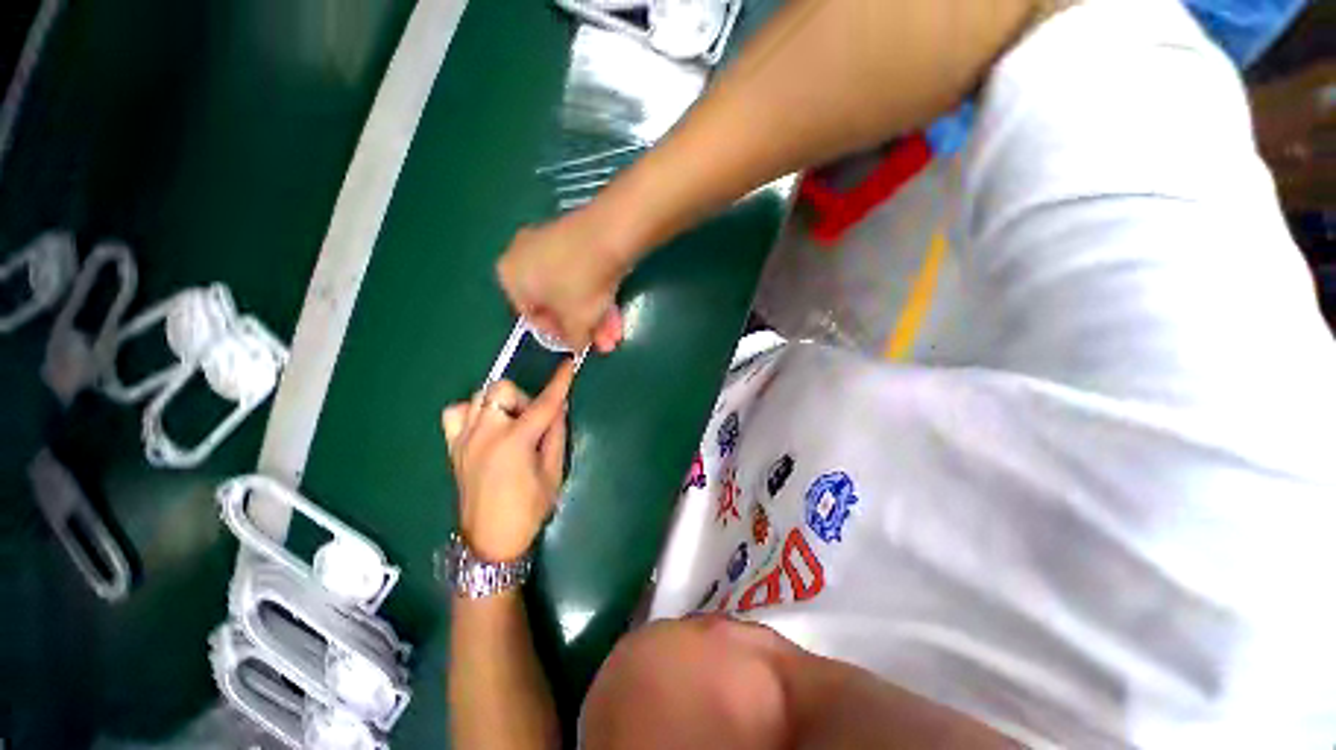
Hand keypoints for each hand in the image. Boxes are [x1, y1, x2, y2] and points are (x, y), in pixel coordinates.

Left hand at [441, 361, 574, 561]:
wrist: (490, 541)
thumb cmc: (529, 510)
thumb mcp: (554, 473)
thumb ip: (556, 435)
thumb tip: (559, 407)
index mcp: (514, 442)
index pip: (543, 404)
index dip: (559, 383)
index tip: (569, 364)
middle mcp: (485, 434)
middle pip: (503, 390)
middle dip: (525, 399)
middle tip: (535, 423)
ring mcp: (464, 439)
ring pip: (480, 396)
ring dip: (502, 403)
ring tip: (512, 424)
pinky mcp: (453, 446)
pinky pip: (457, 412)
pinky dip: (473, 411)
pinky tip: (486, 426)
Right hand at [497, 210, 627, 352]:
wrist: (607, 235)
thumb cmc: (580, 283)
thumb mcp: (576, 321)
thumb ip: (574, 339)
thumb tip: (577, 347)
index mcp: (509, 276)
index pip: (531, 315)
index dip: (557, 335)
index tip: (577, 344)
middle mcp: (522, 256)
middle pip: (556, 303)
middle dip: (583, 326)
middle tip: (602, 341)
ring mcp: (548, 242)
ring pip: (572, 289)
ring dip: (594, 314)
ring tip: (614, 332)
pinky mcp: (574, 236)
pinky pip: (581, 272)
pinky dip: (596, 293)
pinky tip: (615, 310)